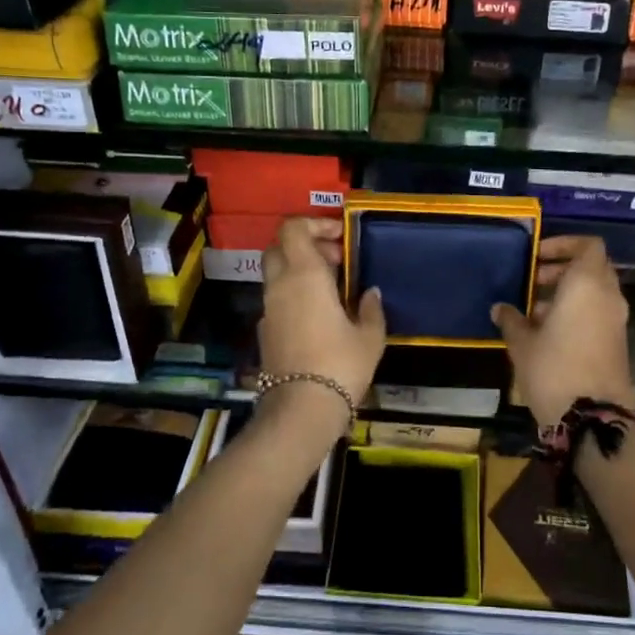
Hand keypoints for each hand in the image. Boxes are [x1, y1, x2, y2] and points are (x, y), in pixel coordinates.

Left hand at [258, 218, 386, 413]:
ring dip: (300, 272)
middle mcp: (280, 285)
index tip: (341, 238)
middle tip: (336, 262)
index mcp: (304, 275)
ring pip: (276, 274)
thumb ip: (370, 309)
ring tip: (332, 291)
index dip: (315, 223)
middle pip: (280, 247)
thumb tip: (370, 293)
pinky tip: (318, 318)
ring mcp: (268, 309)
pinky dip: (293, 296)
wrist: (301, 410)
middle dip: (306, 245)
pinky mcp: (264, 332)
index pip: (293, 228)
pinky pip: (276, 300)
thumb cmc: (340, 365)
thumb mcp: (369, 337)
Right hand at [492, 235, 632, 427]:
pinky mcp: (617, 343)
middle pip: (591, 268)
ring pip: (594, 292)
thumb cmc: (553, 368)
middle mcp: (608, 296)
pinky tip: (547, 333)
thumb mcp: (522, 343)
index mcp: (587, 284)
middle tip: (532, 282)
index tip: (537, 256)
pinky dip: (577, 313)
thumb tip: (500, 308)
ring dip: (567, 294)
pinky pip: (597, 314)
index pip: (588, 245)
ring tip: (533, 311)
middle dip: (562, 270)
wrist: (592, 417)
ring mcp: (616, 320)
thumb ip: (511, 319)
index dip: (564, 244)